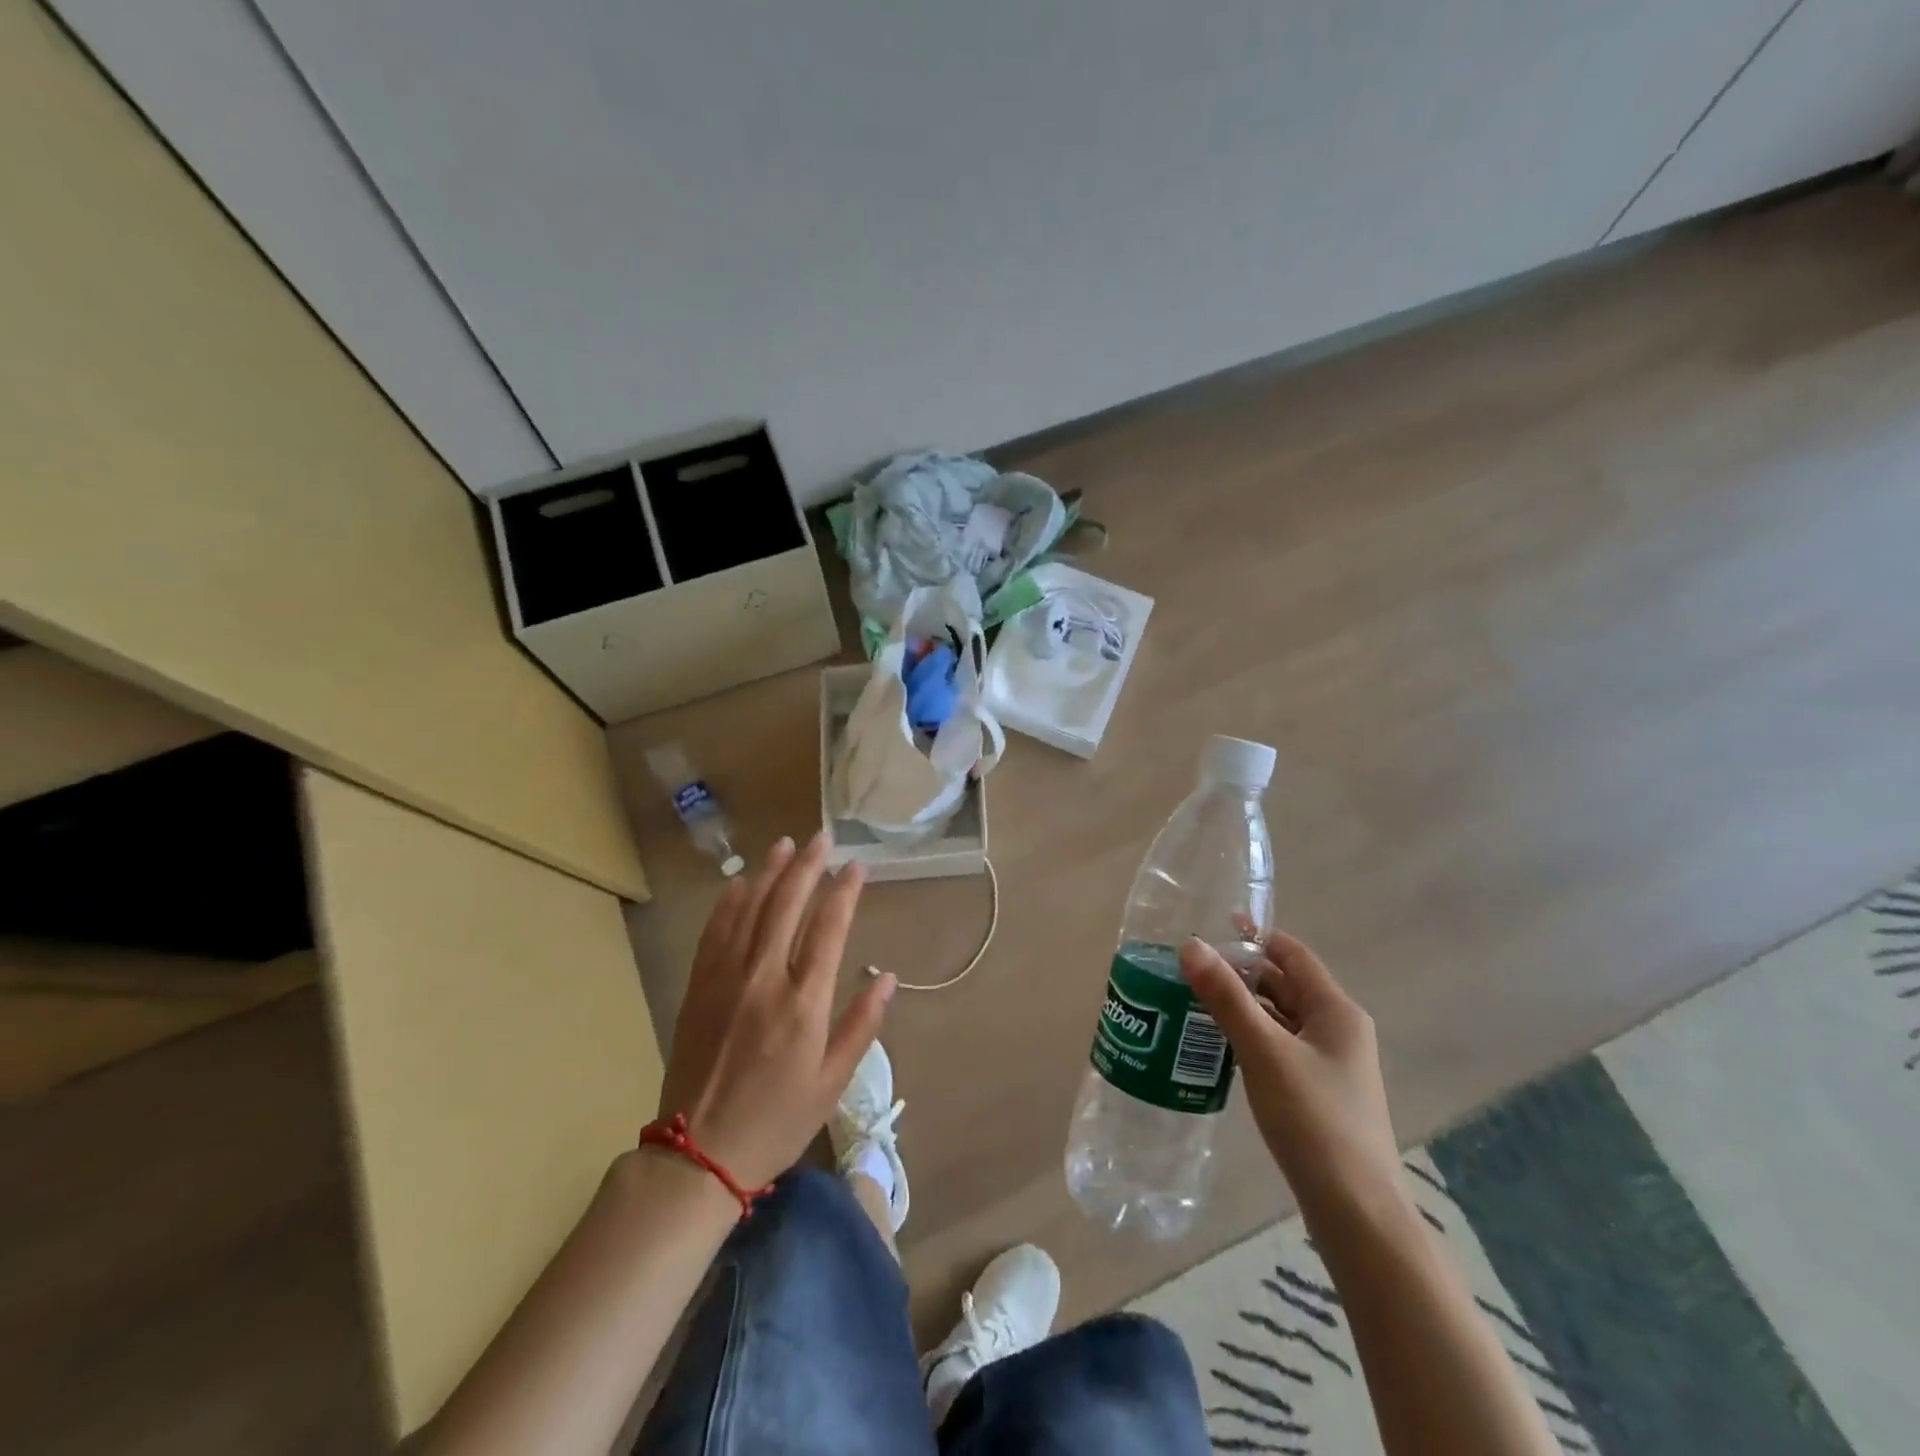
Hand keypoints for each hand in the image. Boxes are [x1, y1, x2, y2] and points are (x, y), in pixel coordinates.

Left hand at [656, 833, 894, 1188]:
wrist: (698, 1155)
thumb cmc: (776, 1122)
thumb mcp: (832, 1083)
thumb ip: (861, 1025)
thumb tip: (887, 977)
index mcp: (804, 1003)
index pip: (829, 929)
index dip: (844, 892)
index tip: (856, 866)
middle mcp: (765, 979)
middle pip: (787, 906)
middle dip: (808, 867)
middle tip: (822, 838)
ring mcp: (726, 979)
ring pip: (749, 910)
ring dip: (769, 873)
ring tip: (785, 844)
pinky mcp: (699, 988)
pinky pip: (714, 933)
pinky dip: (728, 903)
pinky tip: (738, 883)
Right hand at [1181, 928, 1399, 1217]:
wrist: (1357, 1212)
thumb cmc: (1314, 1120)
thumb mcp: (1264, 1051)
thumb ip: (1226, 997)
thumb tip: (1190, 946)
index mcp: (1336, 1010)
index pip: (1291, 953)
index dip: (1254, 935)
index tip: (1210, 926)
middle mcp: (1337, 1030)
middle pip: (1284, 984)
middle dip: (1240, 972)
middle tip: (1189, 966)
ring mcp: (1330, 1064)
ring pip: (1279, 1018)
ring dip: (1242, 1005)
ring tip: (1191, 999)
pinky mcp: (1318, 1093)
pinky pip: (1278, 1047)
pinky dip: (1249, 1036)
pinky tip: (1216, 1045)